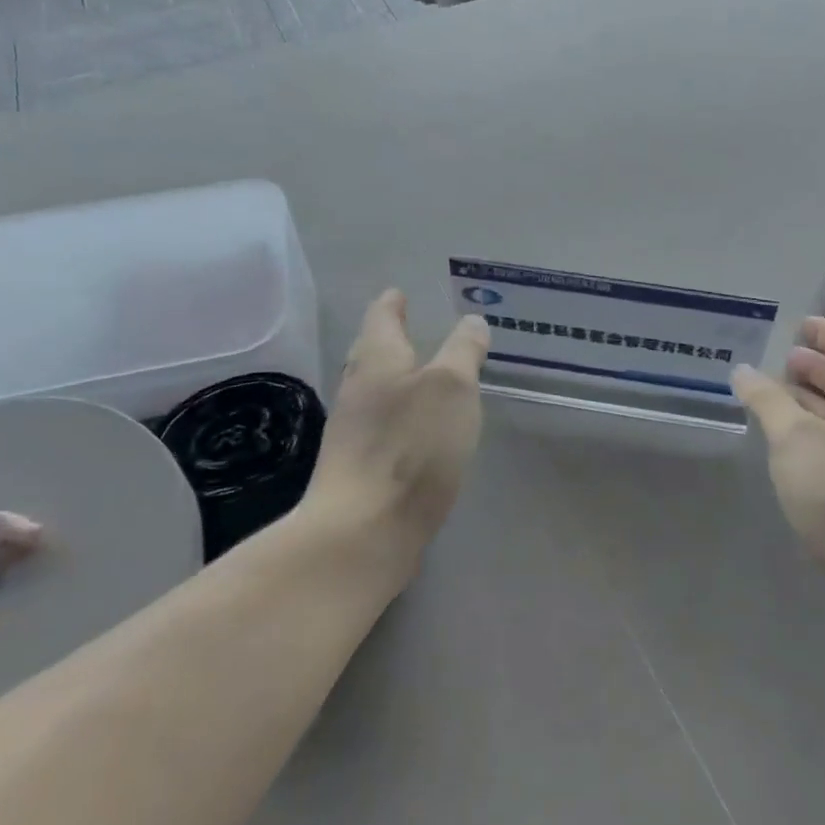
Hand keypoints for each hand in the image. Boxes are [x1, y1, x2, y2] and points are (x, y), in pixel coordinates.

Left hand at [309, 290, 490, 570]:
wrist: (362, 531)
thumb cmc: (411, 446)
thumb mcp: (452, 387)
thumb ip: (463, 351)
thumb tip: (471, 321)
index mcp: (377, 358)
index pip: (381, 316)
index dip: (393, 302)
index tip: (401, 293)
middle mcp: (357, 388)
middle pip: (372, 351)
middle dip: (391, 337)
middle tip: (413, 326)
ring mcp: (353, 430)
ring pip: (374, 389)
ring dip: (395, 376)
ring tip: (422, 374)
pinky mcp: (358, 467)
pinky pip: (380, 424)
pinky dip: (398, 413)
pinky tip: (416, 427)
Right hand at [733, 317, 824, 577]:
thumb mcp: (796, 438)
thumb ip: (767, 400)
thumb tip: (745, 371)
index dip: (824, 333)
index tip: (798, 324)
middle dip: (814, 369)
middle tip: (777, 362)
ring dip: (812, 405)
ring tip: (773, 402)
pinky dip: (818, 438)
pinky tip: (790, 450)